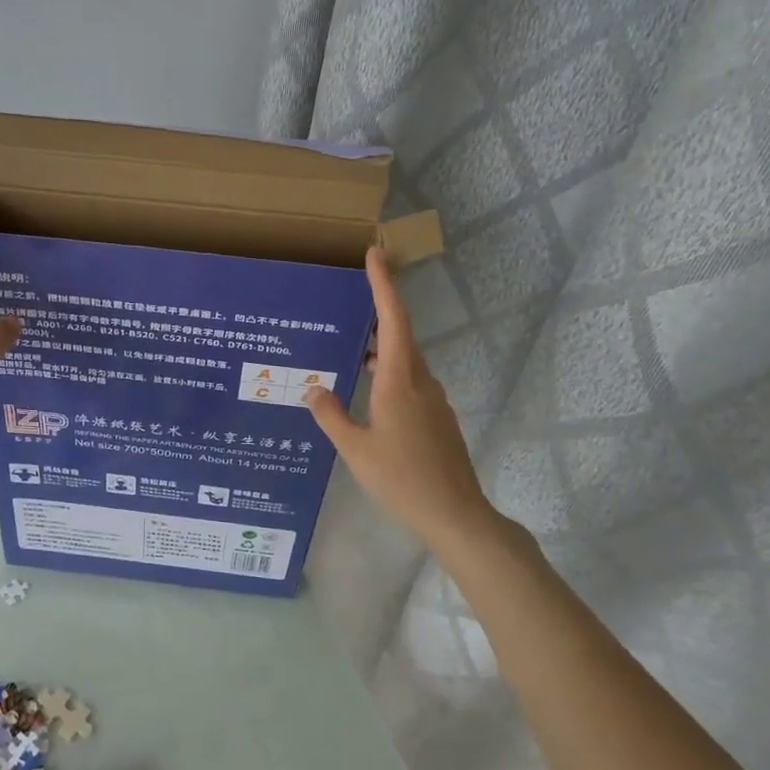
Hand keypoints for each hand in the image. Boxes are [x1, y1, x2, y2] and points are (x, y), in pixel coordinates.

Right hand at [304, 249, 511, 555]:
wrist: (456, 515)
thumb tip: (312, 388)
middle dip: (377, 313)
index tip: (376, 254)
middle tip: (348, 300)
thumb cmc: (402, 479)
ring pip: (404, 361)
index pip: (393, 320)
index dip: (384, 285)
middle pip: (400, 336)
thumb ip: (331, 415)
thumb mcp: (355, 450)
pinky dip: (386, 374)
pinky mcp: (436, 419)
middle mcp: (420, 382)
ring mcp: (432, 401)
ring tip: (347, 349)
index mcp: (399, 381)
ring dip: (379, 348)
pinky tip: (365, 393)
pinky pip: (408, 382)